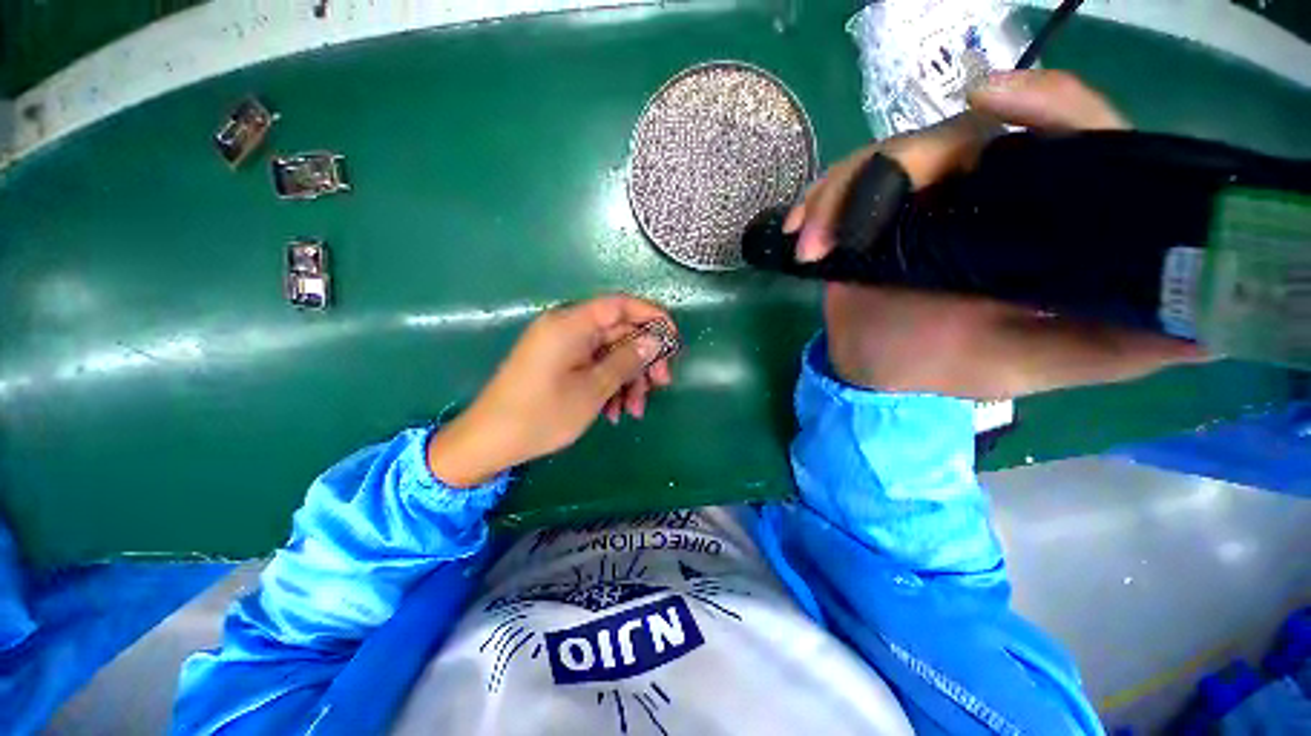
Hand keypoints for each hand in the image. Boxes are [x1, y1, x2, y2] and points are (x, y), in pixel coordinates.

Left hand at [427, 295, 677, 486]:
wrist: (489, 442)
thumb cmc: (542, 415)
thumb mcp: (593, 389)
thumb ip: (627, 360)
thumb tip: (655, 339)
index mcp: (571, 324)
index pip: (621, 304)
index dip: (652, 317)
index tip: (673, 340)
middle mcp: (567, 328)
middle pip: (618, 332)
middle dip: (643, 359)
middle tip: (661, 385)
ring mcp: (562, 347)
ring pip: (609, 353)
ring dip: (628, 379)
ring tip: (635, 411)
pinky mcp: (559, 364)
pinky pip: (593, 366)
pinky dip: (609, 385)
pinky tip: (615, 412)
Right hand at [785, 70, 1205, 398]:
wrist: (877, 369)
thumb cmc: (951, 366)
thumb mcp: (1041, 363)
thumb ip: (1118, 346)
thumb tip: (1213, 324)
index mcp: (1041, 218)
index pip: (1068, 138)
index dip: (1046, 104)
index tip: (993, 98)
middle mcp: (987, 192)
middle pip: (956, 136)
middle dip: (897, 167)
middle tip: (853, 225)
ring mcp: (923, 198)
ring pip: (886, 157)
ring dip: (839, 197)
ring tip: (811, 245)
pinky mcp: (874, 211)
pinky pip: (843, 186)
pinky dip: (817, 205)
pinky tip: (799, 233)